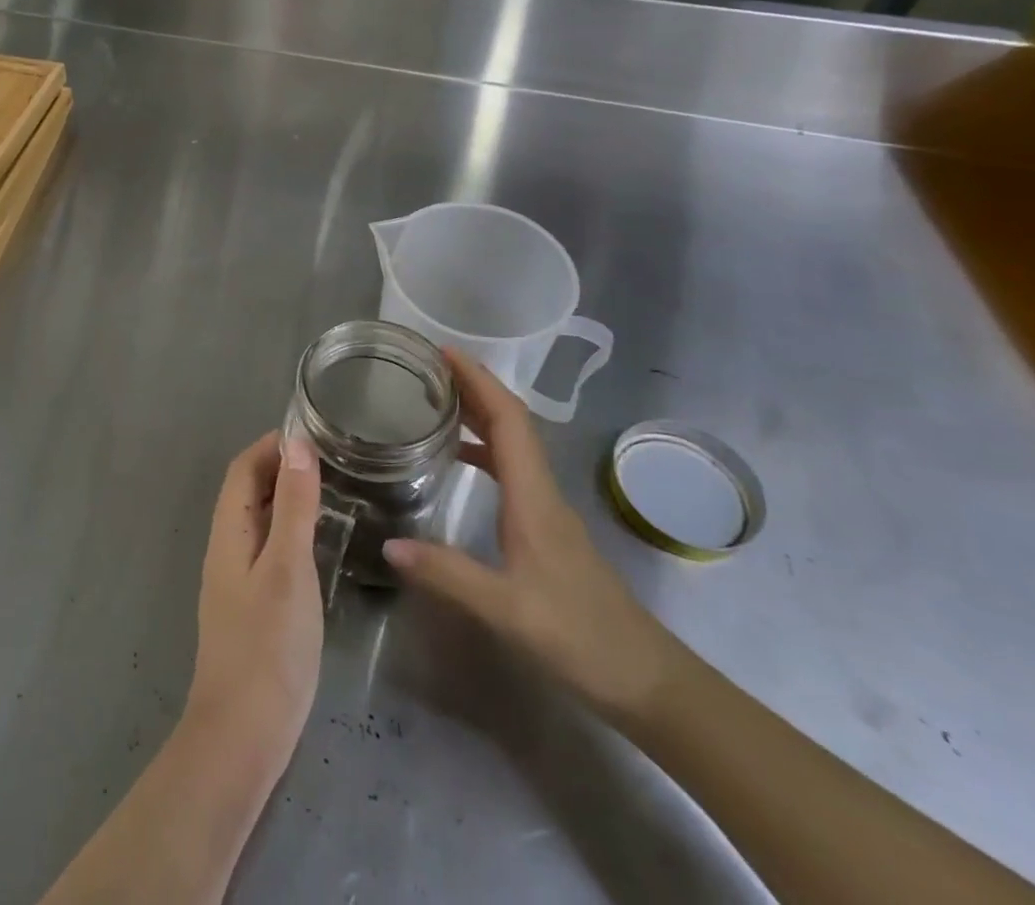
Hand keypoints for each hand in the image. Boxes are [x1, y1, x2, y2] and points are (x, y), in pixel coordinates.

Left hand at [185, 432, 322, 766]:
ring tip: (331, 492)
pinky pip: (268, 550)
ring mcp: (236, 581)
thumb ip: (292, 506)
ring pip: (258, 522)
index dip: (270, 445)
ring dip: (285, 499)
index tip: (311, 433)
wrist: (243, 735)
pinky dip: (290, 532)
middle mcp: (226, 549)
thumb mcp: (287, 567)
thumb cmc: (267, 645)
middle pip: (247, 492)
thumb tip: (296, 444)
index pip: (242, 470)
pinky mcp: (251, 608)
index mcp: (228, 532)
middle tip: (330, 459)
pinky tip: (318, 545)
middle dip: (280, 468)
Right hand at [383, 349, 678, 721]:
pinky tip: (460, 460)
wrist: (646, 681)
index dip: (478, 380)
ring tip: (438, 401)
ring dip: (480, 415)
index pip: (508, 420)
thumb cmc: (580, 637)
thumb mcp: (507, 609)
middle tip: (429, 368)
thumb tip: (388, 544)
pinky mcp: (546, 530)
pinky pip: (512, 470)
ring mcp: (547, 510)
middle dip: (474, 387)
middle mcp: (542, 491)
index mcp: (534, 496)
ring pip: (513, 445)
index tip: (444, 352)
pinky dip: (485, 450)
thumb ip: (448, 574)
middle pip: (511, 423)